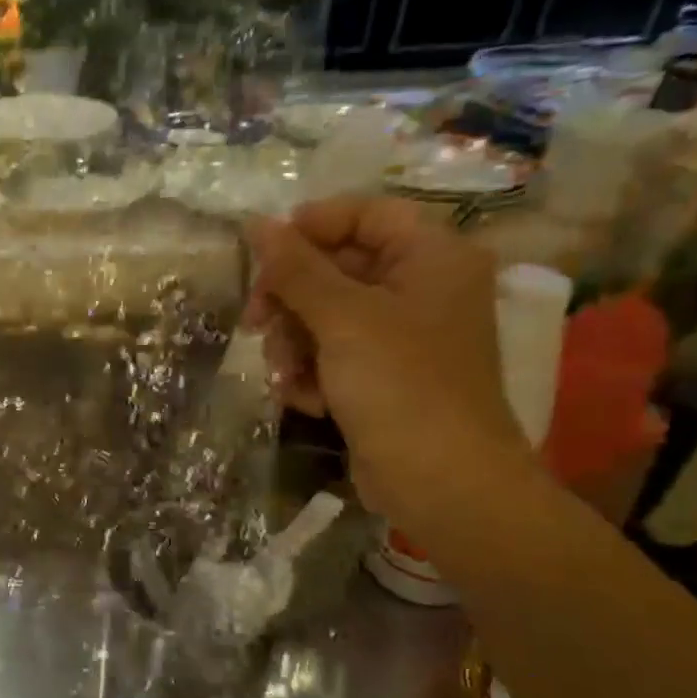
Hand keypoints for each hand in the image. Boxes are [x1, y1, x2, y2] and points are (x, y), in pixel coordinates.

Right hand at [244, 198, 533, 531]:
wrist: (441, 483)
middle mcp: (421, 289)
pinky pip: (332, 355)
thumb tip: (255, 223)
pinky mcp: (383, 377)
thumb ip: (295, 269)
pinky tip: (304, 399)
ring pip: (325, 316)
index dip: (311, 226)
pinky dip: (311, 373)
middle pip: (337, 268)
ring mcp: (402, 336)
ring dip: (293, 343)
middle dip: (291, 299)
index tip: (261, 254)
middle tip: (254, 322)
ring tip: (284, 374)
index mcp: (431, 257)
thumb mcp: (342, 319)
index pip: (365, 214)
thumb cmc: (400, 386)